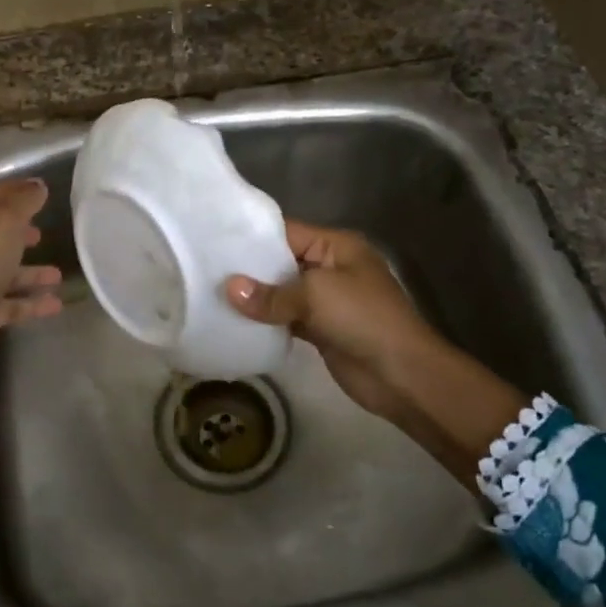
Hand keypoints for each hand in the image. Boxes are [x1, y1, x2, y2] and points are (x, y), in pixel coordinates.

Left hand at [0, 178, 62, 456]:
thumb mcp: (3, 221)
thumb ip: (22, 201)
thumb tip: (36, 186)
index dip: (16, 190)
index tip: (43, 189)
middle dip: (20, 231)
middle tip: (45, 231)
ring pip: (3, 271)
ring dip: (30, 271)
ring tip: (58, 274)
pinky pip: (9, 303)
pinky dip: (30, 302)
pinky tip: (55, 305)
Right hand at [223, 221, 442, 421]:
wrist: (402, 374)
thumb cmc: (364, 319)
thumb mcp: (316, 296)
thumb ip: (271, 294)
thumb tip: (228, 289)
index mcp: (336, 246)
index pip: (286, 233)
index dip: (252, 237)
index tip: (213, 242)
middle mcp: (330, 267)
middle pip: (282, 263)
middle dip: (248, 270)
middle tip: (204, 271)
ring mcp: (326, 300)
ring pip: (283, 293)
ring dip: (255, 299)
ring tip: (210, 295)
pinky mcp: (321, 330)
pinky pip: (287, 319)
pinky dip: (266, 322)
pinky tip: (234, 323)